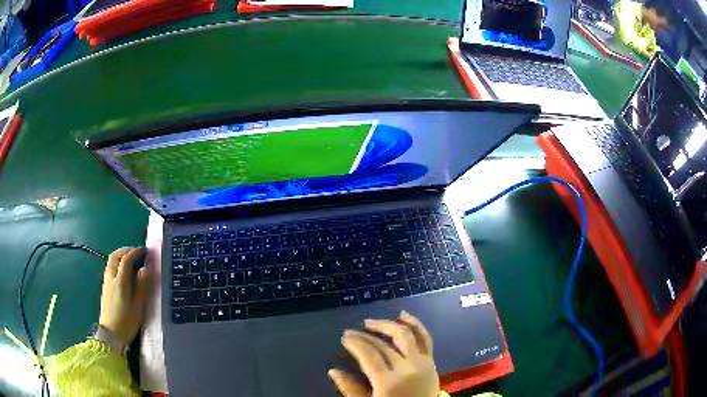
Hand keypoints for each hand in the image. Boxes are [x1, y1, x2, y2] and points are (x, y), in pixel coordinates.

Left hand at [99, 247, 151, 343]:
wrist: (111, 334)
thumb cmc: (126, 322)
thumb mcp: (138, 307)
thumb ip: (142, 287)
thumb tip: (146, 269)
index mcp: (120, 282)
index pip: (126, 260)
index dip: (135, 253)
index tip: (145, 251)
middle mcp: (111, 278)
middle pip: (115, 256)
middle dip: (126, 250)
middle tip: (137, 253)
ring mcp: (106, 282)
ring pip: (111, 261)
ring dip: (120, 256)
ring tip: (131, 260)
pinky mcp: (105, 287)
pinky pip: (110, 268)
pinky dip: (117, 263)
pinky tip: (123, 272)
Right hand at [329, 311, 439, 396]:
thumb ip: (351, 389)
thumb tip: (334, 371)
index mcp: (389, 382)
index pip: (369, 354)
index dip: (355, 343)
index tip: (344, 337)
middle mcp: (407, 368)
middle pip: (384, 344)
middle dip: (364, 336)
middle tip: (351, 332)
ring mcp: (422, 363)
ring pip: (406, 335)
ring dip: (387, 325)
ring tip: (371, 323)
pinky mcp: (431, 361)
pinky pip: (425, 338)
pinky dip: (415, 325)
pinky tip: (404, 316)